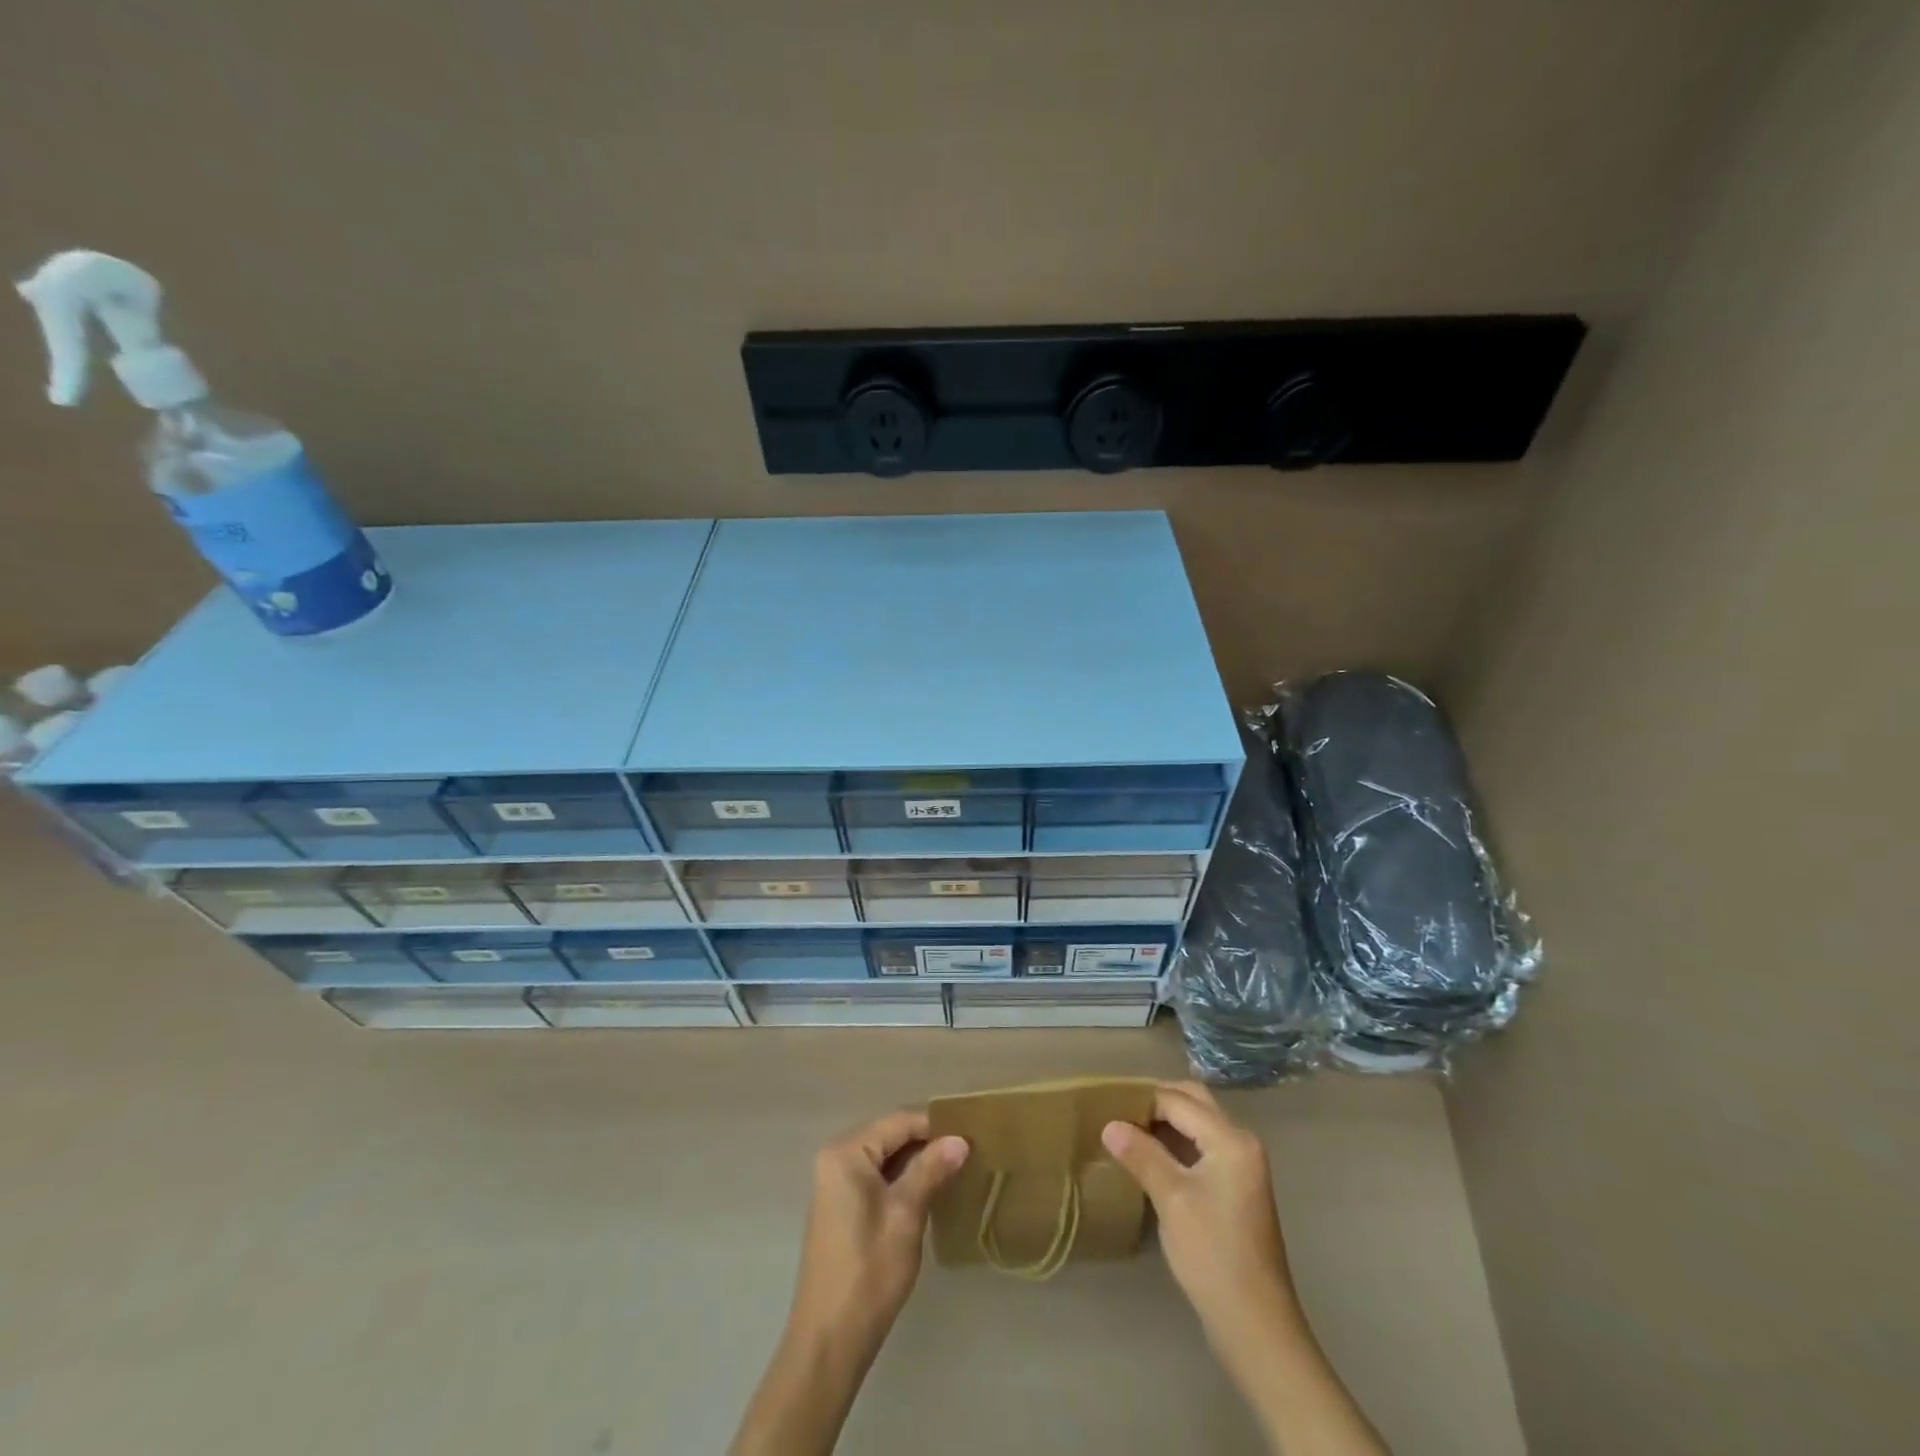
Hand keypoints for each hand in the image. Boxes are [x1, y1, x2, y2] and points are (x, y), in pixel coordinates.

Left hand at [788, 1109, 969, 1354]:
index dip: (936, 1126)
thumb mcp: (906, 1215)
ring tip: (958, 1168)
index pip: (900, 1121)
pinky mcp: (842, 1204)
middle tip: (969, 1151)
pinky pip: (878, 1176)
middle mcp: (837, 1157)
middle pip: (892, 1135)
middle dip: (929, 1142)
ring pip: (887, 1156)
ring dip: (919, 1162)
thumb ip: (931, 1170)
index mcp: (847, 1152)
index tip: (973, 1134)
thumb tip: (960, 1139)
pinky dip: (904, 1179)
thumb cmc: (868, 1272)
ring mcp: (837, 1181)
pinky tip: (931, 1191)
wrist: (829, 1340)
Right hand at [1102, 1082, 1299, 1340]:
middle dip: (1156, 1102)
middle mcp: (1241, 1142)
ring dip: (1165, 1122)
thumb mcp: (1171, 1199)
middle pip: (1193, 1103)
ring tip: (1127, 1131)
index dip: (1142, 1099)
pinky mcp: (1236, 1188)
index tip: (1107, 1105)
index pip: (1178, 1101)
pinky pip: (1202, 1147)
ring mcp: (1242, 1166)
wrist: (1255, 1325)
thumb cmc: (1212, 1254)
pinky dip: (1176, 1143)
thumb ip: (1141, 1155)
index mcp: (1231, 1139)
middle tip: (1118, 1112)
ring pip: (1198, 1124)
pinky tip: (1149, 1157)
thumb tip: (1109, 1125)